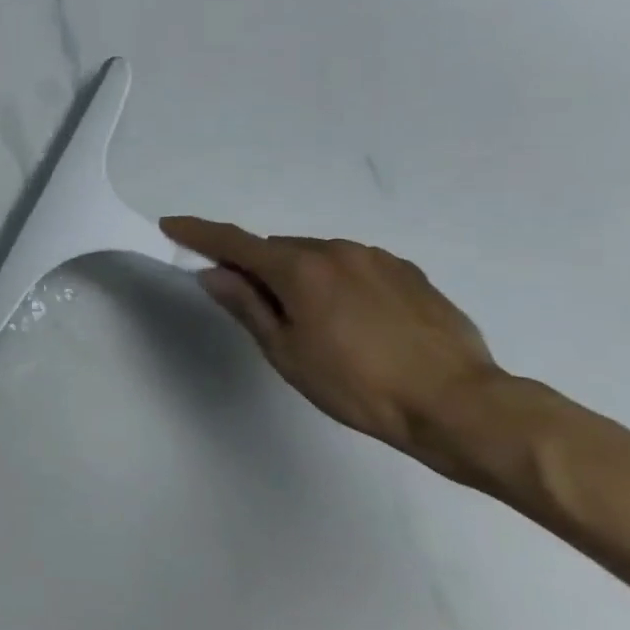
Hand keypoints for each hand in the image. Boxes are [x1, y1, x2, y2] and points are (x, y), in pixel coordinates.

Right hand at [160, 217, 502, 463]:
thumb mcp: (287, 352)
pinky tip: (350, 319)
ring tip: (309, 320)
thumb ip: (247, 306)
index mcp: (300, 269)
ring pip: (316, 256)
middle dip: (256, 266)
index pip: (234, 243)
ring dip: (298, 275)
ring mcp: (377, 259)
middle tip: (252, 304)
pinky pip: (353, 266)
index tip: (171, 224)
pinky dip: (335, 281)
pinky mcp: (409, 274)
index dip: (199, 233)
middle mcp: (336, 250)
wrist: (459, 404)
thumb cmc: (357, 385)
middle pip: (277, 249)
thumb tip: (214, 274)